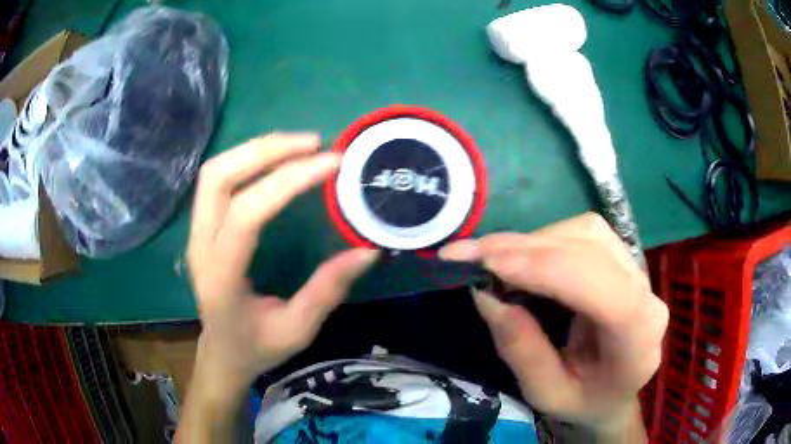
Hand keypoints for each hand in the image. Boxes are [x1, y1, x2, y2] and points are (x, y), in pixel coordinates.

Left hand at [180, 133, 377, 441]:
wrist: (221, 353)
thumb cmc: (257, 348)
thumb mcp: (297, 330)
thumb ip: (328, 290)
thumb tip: (368, 251)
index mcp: (221, 278)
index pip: (247, 214)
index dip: (288, 181)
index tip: (332, 164)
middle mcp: (200, 247)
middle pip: (218, 177)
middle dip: (266, 150)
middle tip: (314, 144)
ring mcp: (195, 234)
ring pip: (214, 172)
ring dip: (256, 149)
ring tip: (300, 145)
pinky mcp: (201, 227)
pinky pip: (218, 180)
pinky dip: (248, 159)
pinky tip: (277, 159)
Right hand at [439, 213, 667, 440]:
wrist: (615, 392)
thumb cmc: (586, 401)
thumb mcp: (548, 394)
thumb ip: (522, 351)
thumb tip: (486, 295)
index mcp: (638, 333)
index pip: (598, 285)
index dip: (543, 267)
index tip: (485, 265)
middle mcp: (644, 291)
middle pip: (588, 247)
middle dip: (525, 249)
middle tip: (468, 256)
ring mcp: (636, 269)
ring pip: (584, 232)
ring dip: (532, 241)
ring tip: (489, 259)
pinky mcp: (621, 259)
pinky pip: (582, 233)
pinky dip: (544, 240)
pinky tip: (519, 258)